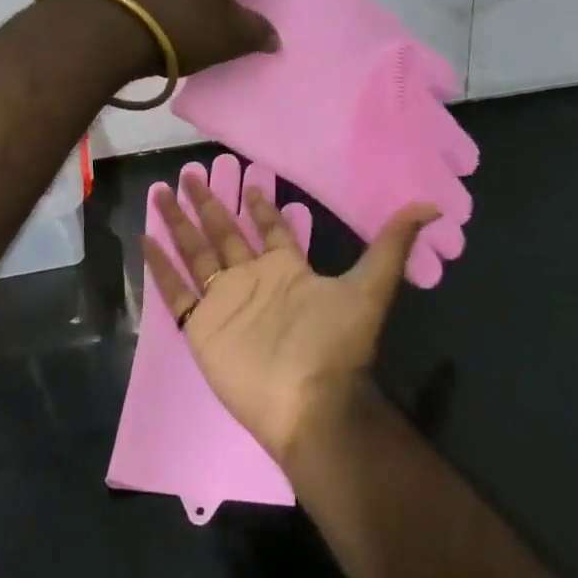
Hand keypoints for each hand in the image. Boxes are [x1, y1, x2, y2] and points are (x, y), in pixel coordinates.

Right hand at [141, 171, 439, 465]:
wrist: (309, 403)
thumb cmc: (335, 345)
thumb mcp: (369, 288)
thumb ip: (391, 246)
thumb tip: (431, 206)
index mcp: (285, 270)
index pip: (269, 230)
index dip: (260, 206)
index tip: (246, 180)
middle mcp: (251, 279)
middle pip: (223, 233)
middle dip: (208, 204)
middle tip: (190, 173)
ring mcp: (223, 301)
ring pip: (194, 252)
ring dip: (178, 223)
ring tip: (160, 192)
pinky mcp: (200, 324)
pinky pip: (175, 290)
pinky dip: (159, 266)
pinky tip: (145, 239)